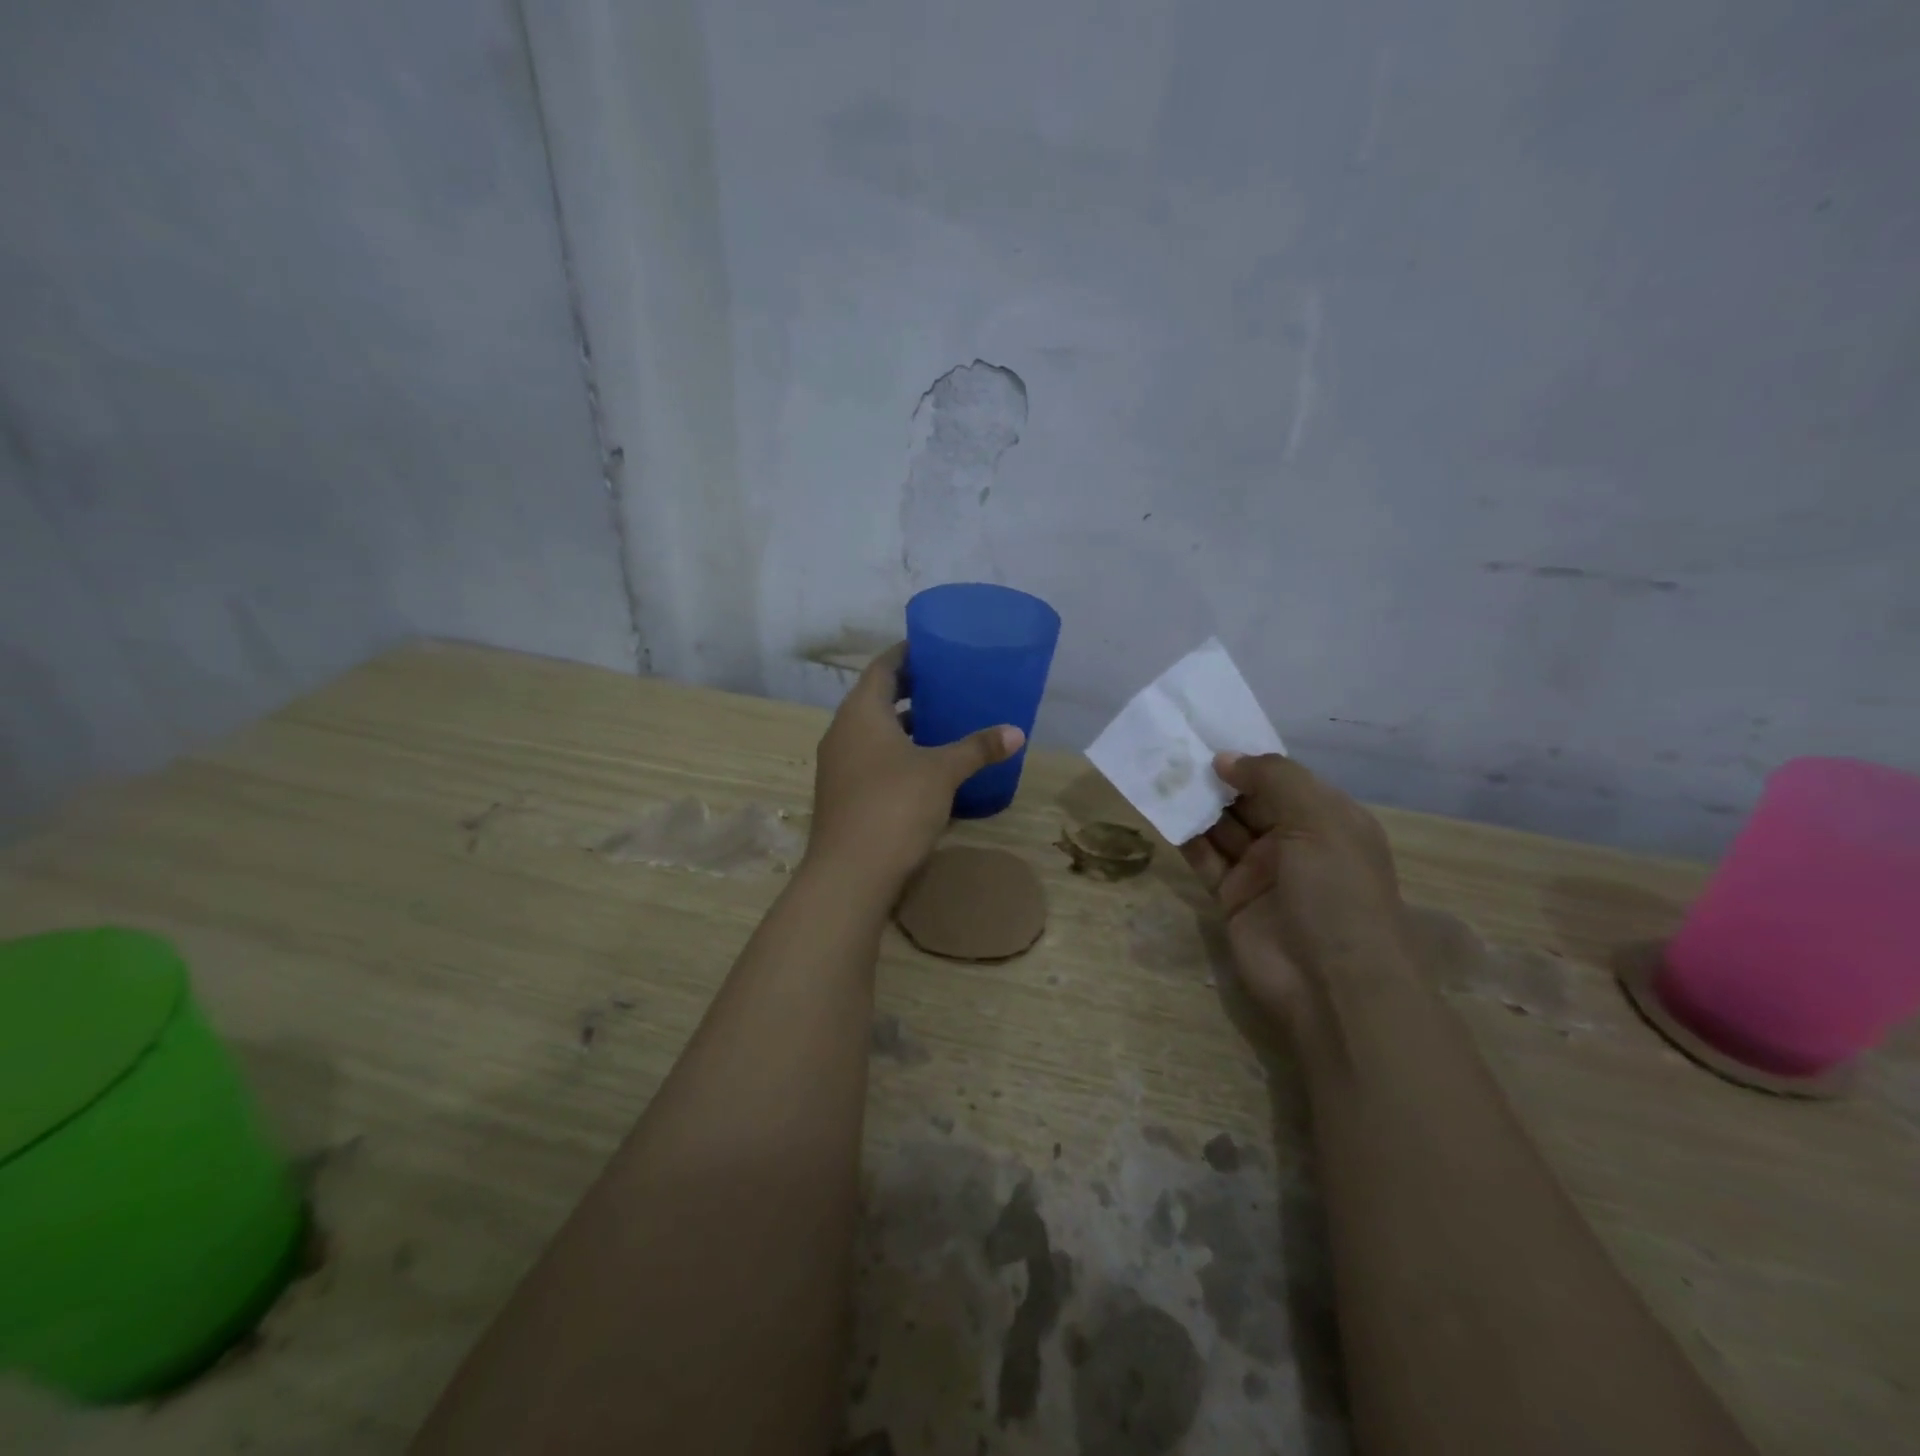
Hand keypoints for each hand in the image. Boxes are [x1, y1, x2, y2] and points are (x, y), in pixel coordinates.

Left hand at [805, 643, 1023, 892]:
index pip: (883, 667)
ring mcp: (840, 765)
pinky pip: (873, 758)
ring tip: (944, 721)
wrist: (850, 874)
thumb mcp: (942, 772)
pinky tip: (927, 766)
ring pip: (875, 732)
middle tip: (949, 683)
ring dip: (905, 724)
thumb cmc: (894, 806)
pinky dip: (898, 753)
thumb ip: (977, 748)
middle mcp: (843, 732)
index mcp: (861, 713)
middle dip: (911, 690)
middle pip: (877, 698)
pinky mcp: (844, 793)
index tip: (935, 646)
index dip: (907, 653)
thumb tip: (1016, 732)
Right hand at [1181, 752, 1410, 1026]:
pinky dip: (1186, 838)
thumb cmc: (1337, 892)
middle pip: (1249, 801)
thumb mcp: (1319, 821)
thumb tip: (1224, 759)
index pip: (1283, 779)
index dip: (1248, 759)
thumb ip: (1273, 779)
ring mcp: (1262, 872)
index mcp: (1327, 819)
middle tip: (1173, 752)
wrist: (1333, 984)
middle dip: (1216, 779)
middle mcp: (1295, 842)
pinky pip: (1206, 860)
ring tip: (1161, 775)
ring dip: (1196, 804)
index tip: (1206, 737)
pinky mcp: (1232, 898)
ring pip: (1223, 828)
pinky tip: (1163, 813)